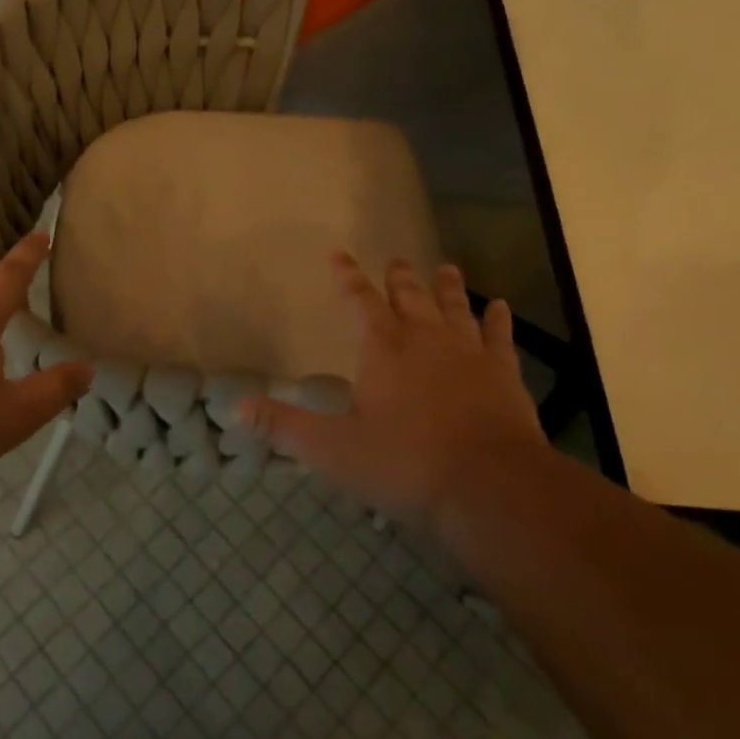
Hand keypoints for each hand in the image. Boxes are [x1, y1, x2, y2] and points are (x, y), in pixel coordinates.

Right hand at [241, 253, 544, 519]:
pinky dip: (497, 319)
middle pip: (409, 296)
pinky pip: (499, 336)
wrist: (489, 485)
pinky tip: (500, 307)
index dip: (347, 276)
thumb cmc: (405, 464)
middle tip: (396, 259)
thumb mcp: (332, 450)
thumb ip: (284, 426)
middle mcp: (424, 339)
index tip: (338, 253)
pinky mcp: (503, 373)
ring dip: (447, 288)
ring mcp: (468, 353)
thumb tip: (236, 407)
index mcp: (382, 349)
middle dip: (399, 277)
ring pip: (454, 308)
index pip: (359, 300)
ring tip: (445, 267)